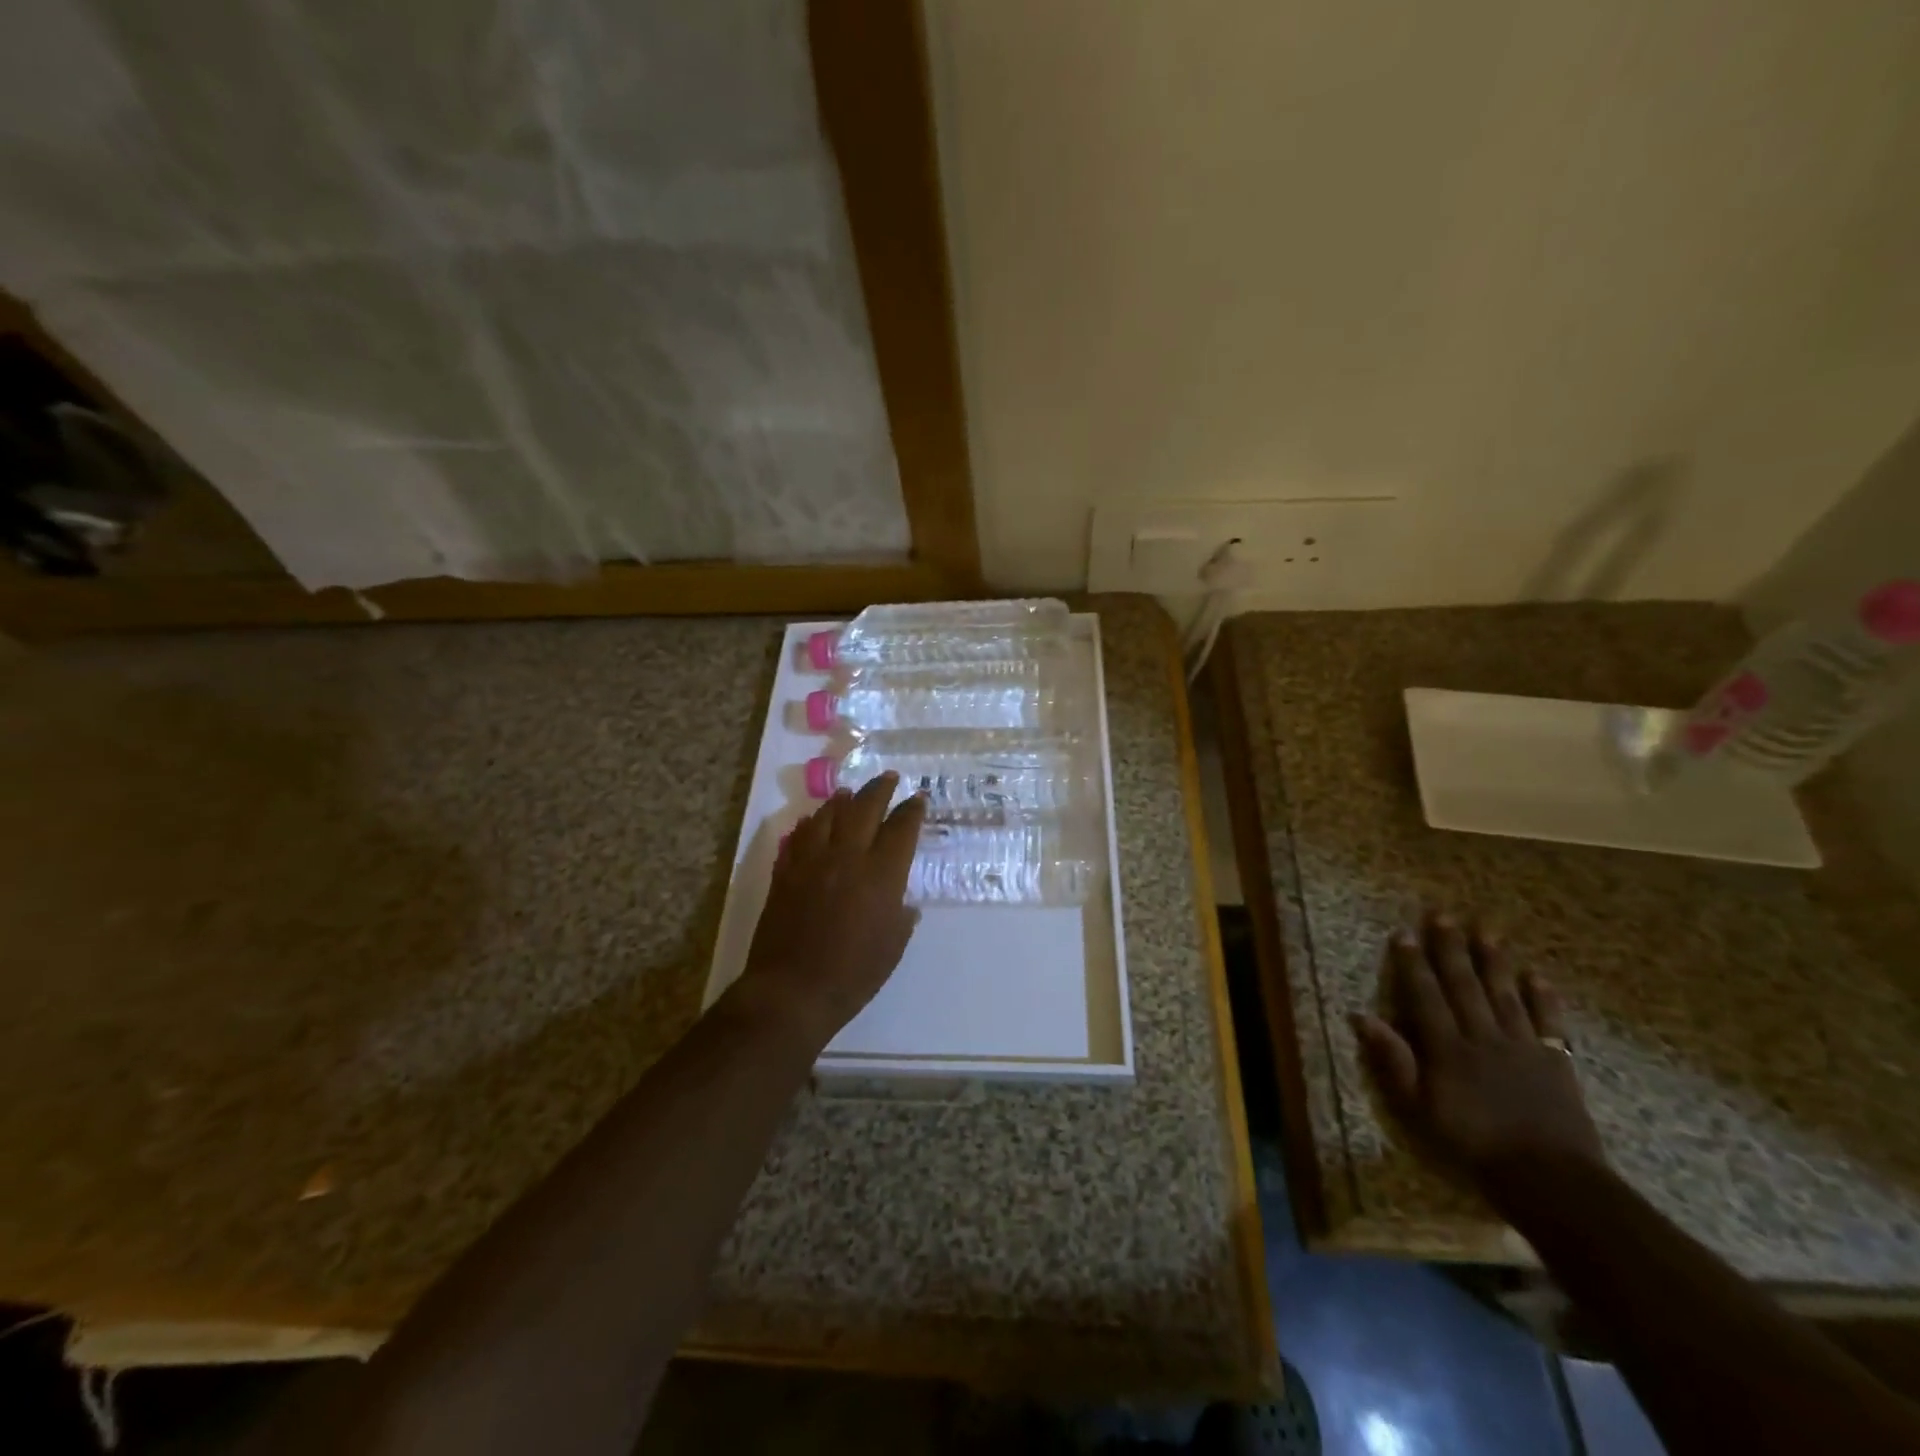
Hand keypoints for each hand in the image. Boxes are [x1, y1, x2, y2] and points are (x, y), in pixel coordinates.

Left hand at [726, 771, 924, 1054]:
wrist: (792, 991)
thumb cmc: (852, 975)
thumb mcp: (892, 948)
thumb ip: (901, 917)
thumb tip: (905, 902)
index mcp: (881, 875)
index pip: (901, 829)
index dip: (912, 810)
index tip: (918, 798)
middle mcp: (847, 857)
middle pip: (865, 809)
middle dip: (880, 790)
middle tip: (889, 778)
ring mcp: (812, 862)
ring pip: (828, 816)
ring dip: (843, 801)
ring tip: (851, 793)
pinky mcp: (786, 872)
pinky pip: (799, 837)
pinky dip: (810, 824)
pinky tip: (814, 821)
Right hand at [1353, 912, 1604, 1193]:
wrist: (1549, 1179)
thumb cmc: (1472, 1145)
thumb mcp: (1418, 1109)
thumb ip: (1393, 1061)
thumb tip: (1361, 1017)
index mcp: (1447, 1048)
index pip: (1425, 995)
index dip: (1413, 964)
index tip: (1404, 934)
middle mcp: (1482, 1037)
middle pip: (1464, 985)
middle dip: (1451, 949)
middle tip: (1443, 915)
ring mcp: (1522, 1047)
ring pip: (1505, 995)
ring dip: (1494, 961)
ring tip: (1486, 931)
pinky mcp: (1556, 1063)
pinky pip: (1549, 1023)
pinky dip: (1543, 998)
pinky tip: (1537, 977)